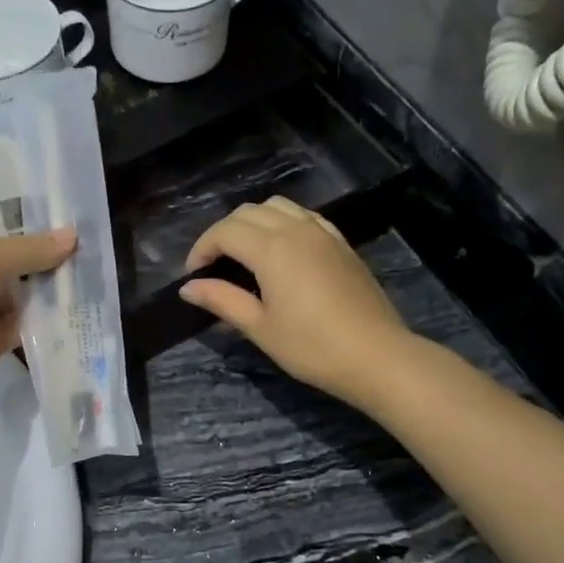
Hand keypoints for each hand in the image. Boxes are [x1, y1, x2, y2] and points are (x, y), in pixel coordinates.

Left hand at [0, 215, 74, 414]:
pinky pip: (23, 327)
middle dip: (48, 259)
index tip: (74, 224)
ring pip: (21, 295)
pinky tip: (78, 314)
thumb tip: (72, 236)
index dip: (34, 224)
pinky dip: (46, 322)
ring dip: (51, 291)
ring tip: (94, 281)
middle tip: (93, 254)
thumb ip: (30, 248)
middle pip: (13, 261)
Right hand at [179, 196, 411, 408]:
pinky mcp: (341, 243)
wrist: (376, 355)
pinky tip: (281, 252)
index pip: (225, 231)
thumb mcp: (260, 327)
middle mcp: (296, 229)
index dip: (202, 249)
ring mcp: (322, 233)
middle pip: (248, 212)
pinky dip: (282, 223)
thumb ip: (222, 300)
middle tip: (214, 266)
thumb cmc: (311, 347)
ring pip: (277, 207)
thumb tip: (188, 288)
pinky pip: (304, 217)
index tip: (193, 276)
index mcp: (272, 248)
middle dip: (223, 233)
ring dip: (252, 223)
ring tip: (244, 255)